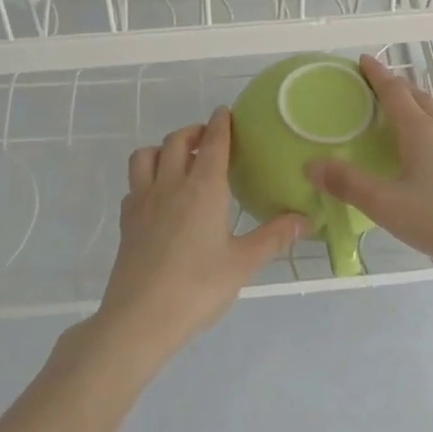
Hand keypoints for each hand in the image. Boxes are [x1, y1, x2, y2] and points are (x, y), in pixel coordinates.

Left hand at [90, 107, 303, 364]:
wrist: (139, 319)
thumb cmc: (197, 288)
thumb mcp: (243, 264)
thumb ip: (274, 237)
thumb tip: (305, 219)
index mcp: (203, 188)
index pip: (213, 143)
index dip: (220, 124)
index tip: (225, 112)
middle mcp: (170, 185)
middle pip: (176, 141)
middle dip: (193, 131)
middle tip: (208, 137)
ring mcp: (143, 201)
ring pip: (145, 155)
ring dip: (162, 148)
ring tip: (179, 159)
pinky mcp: (127, 221)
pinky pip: (134, 184)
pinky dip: (147, 176)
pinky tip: (158, 195)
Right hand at [307, 55, 432, 272]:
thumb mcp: (387, 205)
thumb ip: (348, 184)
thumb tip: (311, 165)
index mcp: (420, 131)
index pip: (394, 92)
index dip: (377, 75)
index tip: (363, 60)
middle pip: (418, 98)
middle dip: (396, 88)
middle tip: (375, 87)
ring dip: (415, 109)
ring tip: (397, 118)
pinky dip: (427, 132)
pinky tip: (424, 156)